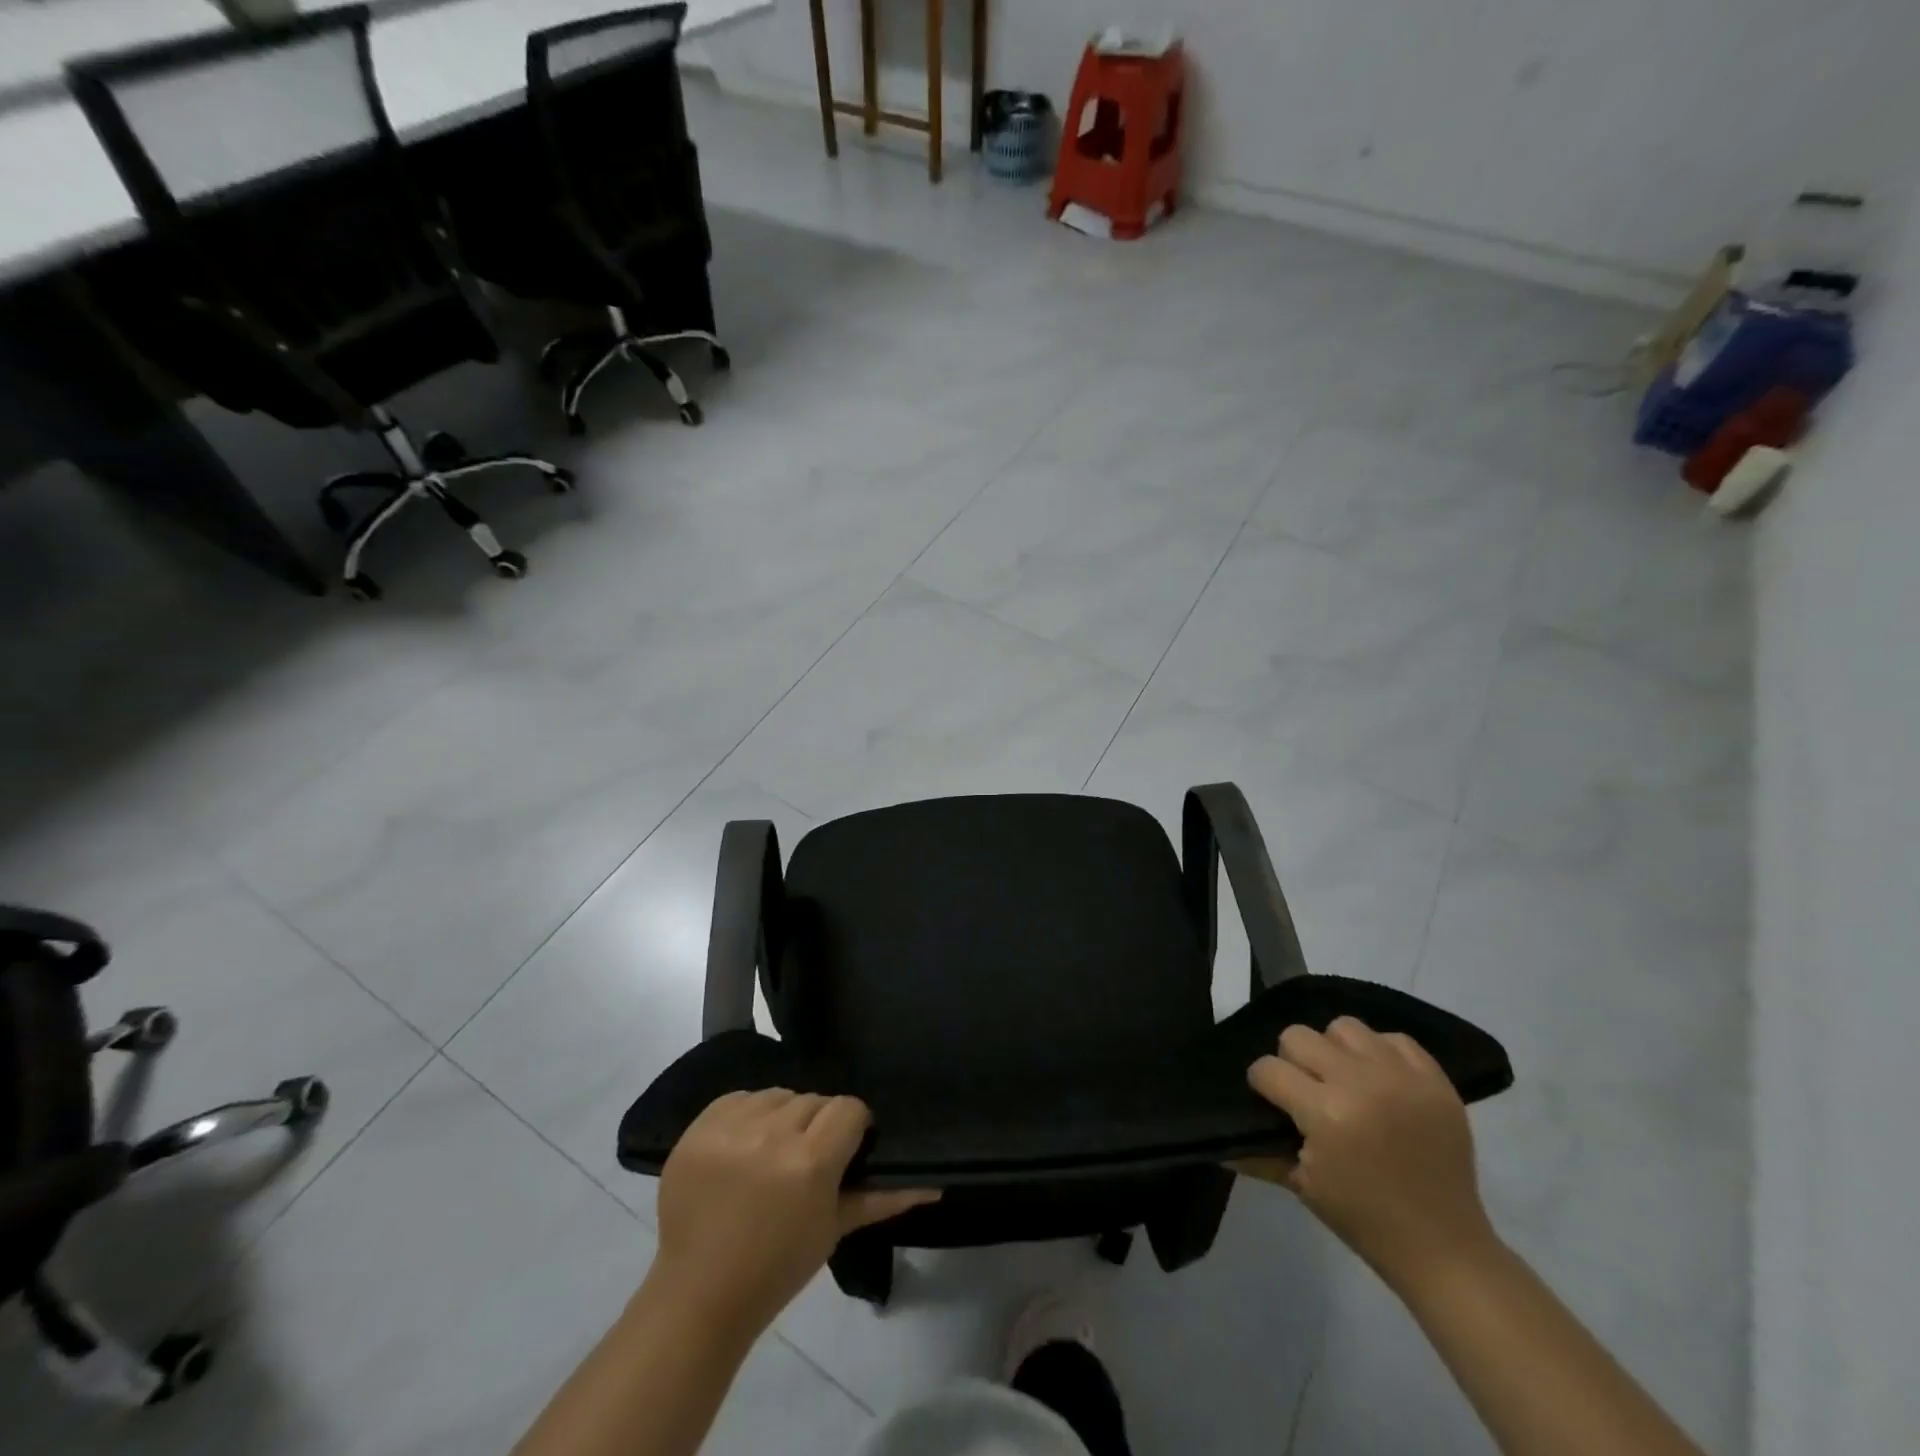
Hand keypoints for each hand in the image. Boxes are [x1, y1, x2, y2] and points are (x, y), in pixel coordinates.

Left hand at [650, 1090, 937, 1338]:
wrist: (697, 1296)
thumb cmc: (776, 1269)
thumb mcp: (833, 1231)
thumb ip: (882, 1198)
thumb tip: (935, 1184)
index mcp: (809, 1163)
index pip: (848, 1108)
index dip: (852, 1127)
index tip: (845, 1151)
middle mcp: (771, 1135)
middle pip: (813, 1100)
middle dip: (816, 1125)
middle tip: (806, 1160)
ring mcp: (730, 1129)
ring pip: (778, 1095)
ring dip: (782, 1117)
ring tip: (772, 1153)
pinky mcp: (698, 1128)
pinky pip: (739, 1097)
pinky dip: (747, 1115)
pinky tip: (743, 1147)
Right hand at [1241, 1017, 1494, 1286]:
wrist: (1444, 1247)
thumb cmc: (1363, 1218)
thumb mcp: (1302, 1185)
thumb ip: (1259, 1153)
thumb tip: (1219, 1141)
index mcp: (1325, 1112)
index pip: (1268, 1069)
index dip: (1262, 1084)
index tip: (1272, 1102)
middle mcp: (1360, 1082)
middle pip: (1298, 1036)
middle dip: (1293, 1061)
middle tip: (1307, 1092)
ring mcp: (1401, 1076)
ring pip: (1343, 1027)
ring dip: (1336, 1050)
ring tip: (1346, 1081)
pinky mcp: (1434, 1079)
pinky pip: (1393, 1038)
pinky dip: (1380, 1053)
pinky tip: (1380, 1082)